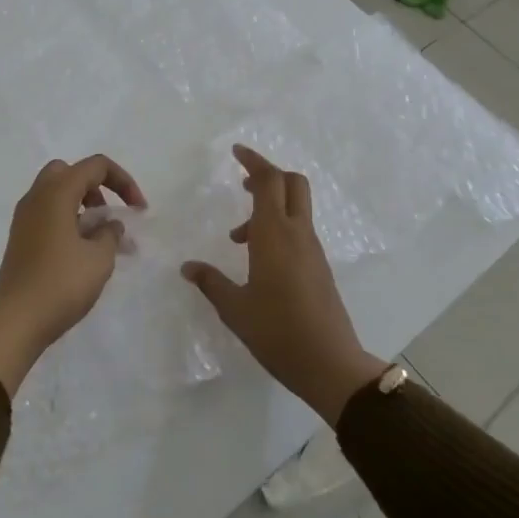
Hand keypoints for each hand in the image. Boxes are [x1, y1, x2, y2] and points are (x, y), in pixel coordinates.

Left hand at [0, 155, 145, 395]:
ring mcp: (24, 217)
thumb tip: (109, 224)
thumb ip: (110, 233)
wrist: (16, 320)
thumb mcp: (99, 258)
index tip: (138, 210)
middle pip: (69, 172)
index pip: (95, 166)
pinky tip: (82, 251)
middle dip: (95, 186)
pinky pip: (48, 214)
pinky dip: (68, 220)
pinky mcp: (21, 238)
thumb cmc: (61, 283)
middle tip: (109, 214)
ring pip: (56, 193)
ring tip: (102, 239)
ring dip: (82, 205)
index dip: (123, 181)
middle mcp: (36, 197)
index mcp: (56, 193)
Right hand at [182, 146, 386, 424]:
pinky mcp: (319, 267)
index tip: (236, 152)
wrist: (330, 365)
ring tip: (238, 239)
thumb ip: (211, 282)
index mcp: (275, 235)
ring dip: (269, 207)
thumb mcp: (235, 308)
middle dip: (268, 175)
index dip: (254, 161)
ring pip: (296, 208)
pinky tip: (259, 260)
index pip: (269, 181)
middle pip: (292, 183)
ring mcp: (313, 250)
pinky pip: (299, 230)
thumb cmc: (278, 332)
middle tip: (242, 185)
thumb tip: (188, 267)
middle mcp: (298, 234)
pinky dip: (278, 228)